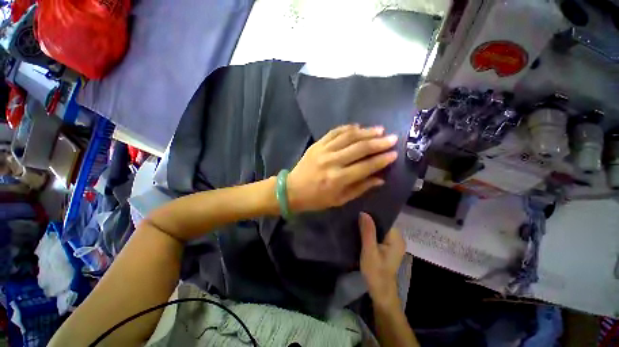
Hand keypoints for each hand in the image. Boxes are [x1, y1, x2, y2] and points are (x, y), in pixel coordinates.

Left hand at [287, 124, 397, 211]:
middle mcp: (332, 162)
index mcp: (338, 179)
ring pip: (348, 137)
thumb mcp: (339, 200)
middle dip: (378, 142)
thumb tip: (380, 179)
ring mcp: (323, 150)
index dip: (381, 160)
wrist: (292, 189)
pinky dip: (347, 128)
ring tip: (379, 129)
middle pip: (359, 148)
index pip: (365, 166)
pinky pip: (334, 132)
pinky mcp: (317, 144)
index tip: (394, 154)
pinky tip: (358, 127)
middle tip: (392, 138)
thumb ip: (360, 188)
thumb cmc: (316, 198)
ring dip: (365, 132)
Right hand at [359, 212, 405, 308]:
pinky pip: (378, 234)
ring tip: (357, 221)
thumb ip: (367, 231)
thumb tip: (364, 212)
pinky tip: (361, 231)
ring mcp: (393, 243)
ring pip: (379, 229)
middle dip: (369, 220)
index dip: (372, 214)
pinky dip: (370, 233)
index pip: (384, 219)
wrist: (380, 292)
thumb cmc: (376, 272)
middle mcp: (397, 238)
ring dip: (369, 226)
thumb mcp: (369, 251)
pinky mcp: (388, 247)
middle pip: (382, 223)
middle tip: (356, 215)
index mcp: (396, 238)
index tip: (360, 210)